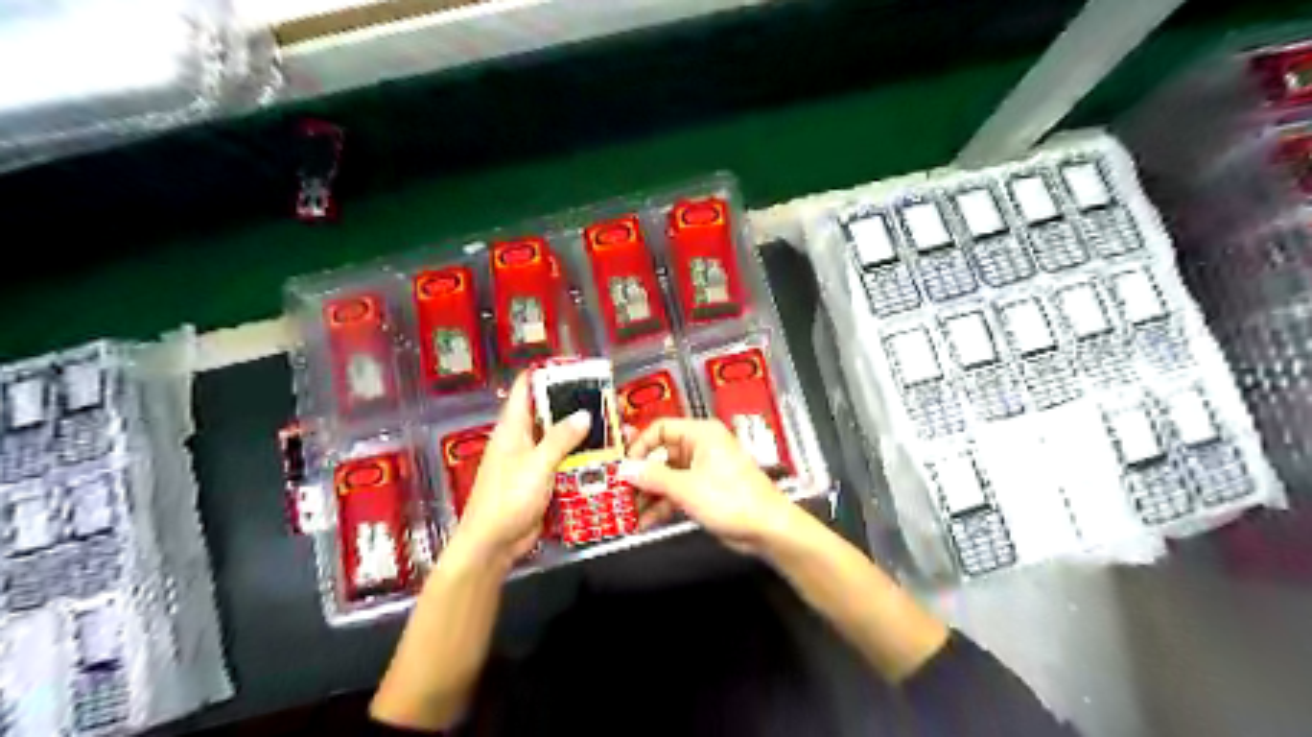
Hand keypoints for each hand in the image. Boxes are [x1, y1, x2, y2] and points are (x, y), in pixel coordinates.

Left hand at [456, 373, 589, 564]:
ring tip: (613, 426)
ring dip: (583, 434)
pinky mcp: (542, 480)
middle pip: (549, 412)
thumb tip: (584, 413)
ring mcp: (532, 460)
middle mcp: (522, 438)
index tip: (577, 367)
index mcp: (512, 427)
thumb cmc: (508, 499)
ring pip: (561, 439)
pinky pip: (565, 462)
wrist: (493, 545)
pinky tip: (605, 457)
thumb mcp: (536, 465)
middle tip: (607, 400)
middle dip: (576, 405)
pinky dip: (582, 458)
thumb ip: (561, 439)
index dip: (548, 373)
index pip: (526, 387)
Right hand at [623, 416, 794, 554]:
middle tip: (619, 492)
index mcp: (701, 434)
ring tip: (627, 512)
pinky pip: (677, 492)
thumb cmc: (732, 499)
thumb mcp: (686, 488)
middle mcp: (701, 447)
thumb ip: (653, 477)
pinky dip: (662, 505)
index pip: (660, 429)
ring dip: (648, 494)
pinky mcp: (705, 491)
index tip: (622, 467)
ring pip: (667, 477)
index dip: (639, 446)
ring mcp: (703, 470)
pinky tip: (645, 522)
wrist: (767, 529)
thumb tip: (626, 469)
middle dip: (641, 475)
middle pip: (661, 455)